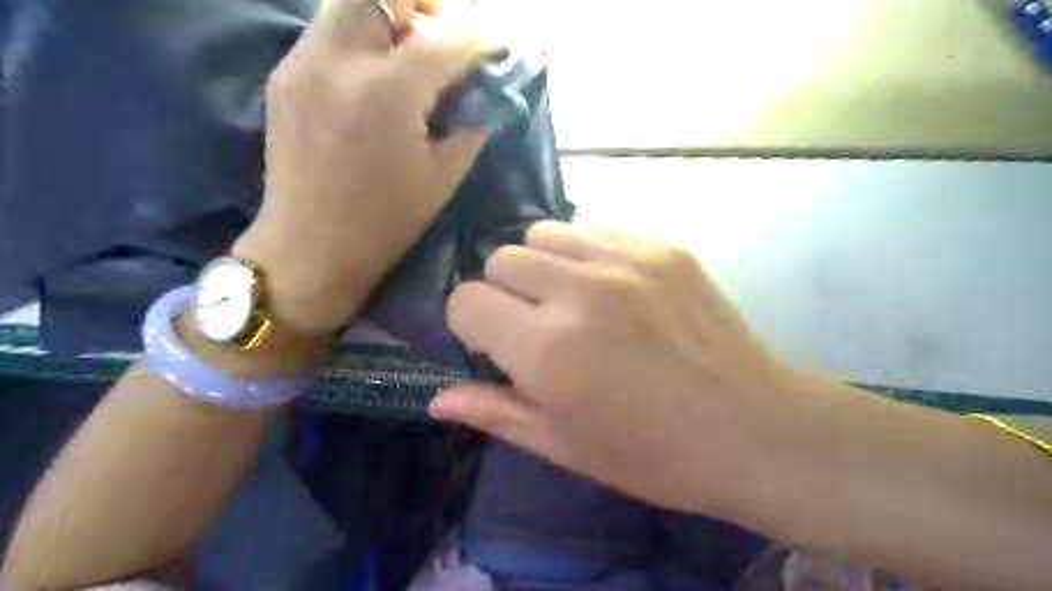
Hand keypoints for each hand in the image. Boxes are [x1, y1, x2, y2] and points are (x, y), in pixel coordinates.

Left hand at [233, 0, 492, 332]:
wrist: (310, 247)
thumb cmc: (385, 222)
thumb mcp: (443, 178)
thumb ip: (471, 126)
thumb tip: (487, 96)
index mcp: (389, 94)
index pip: (443, 40)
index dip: (478, 38)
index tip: (495, 48)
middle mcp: (340, 62)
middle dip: (420, 5)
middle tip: (439, 37)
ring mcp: (302, 64)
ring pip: (348, 6)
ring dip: (387, 20)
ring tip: (407, 60)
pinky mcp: (283, 77)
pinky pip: (327, 36)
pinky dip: (360, 43)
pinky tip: (373, 84)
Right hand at [432, 223, 816, 516]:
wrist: (752, 429)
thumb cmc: (651, 455)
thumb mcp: (562, 445)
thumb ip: (493, 411)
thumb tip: (436, 396)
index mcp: (547, 349)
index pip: (466, 300)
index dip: (471, 324)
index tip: (494, 344)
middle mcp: (579, 292)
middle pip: (500, 259)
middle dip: (504, 292)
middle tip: (536, 325)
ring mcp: (625, 261)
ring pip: (543, 233)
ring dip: (542, 266)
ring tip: (572, 300)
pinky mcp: (662, 247)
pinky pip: (594, 231)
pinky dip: (586, 255)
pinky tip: (614, 290)